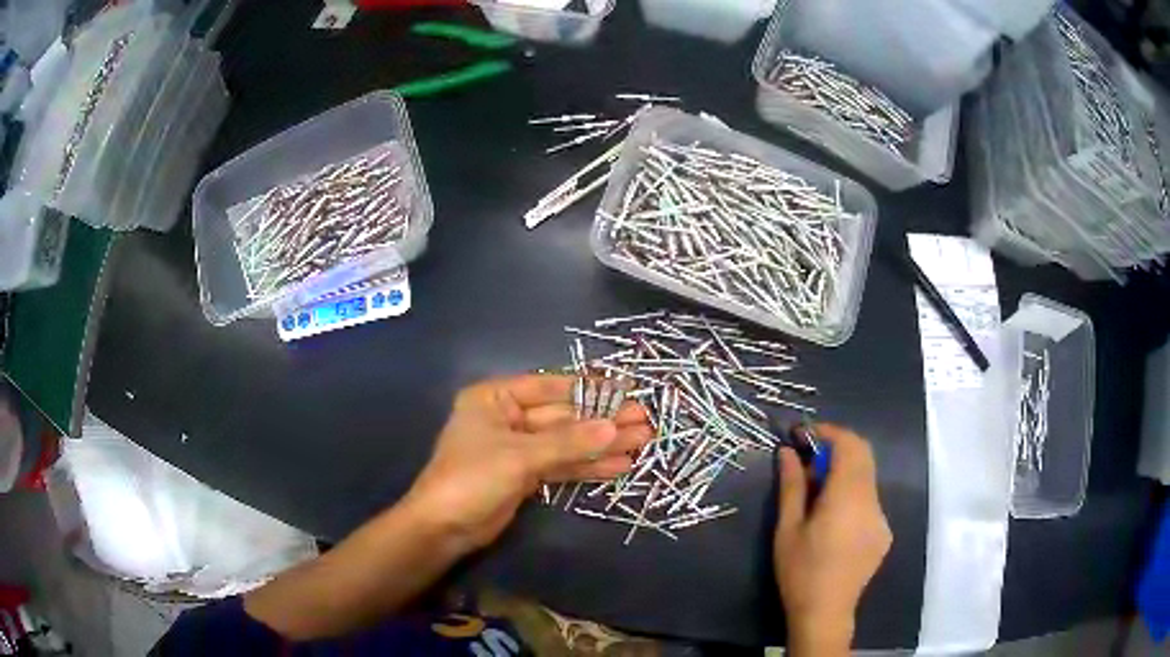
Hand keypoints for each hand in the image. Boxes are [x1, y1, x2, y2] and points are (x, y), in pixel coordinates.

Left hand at [404, 374, 651, 554]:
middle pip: (562, 417)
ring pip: (566, 443)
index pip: (549, 387)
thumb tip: (614, 427)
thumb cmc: (472, 478)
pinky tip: (618, 465)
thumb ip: (568, 442)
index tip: (625, 391)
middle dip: (602, 421)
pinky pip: (562, 465)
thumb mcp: (520, 456)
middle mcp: (507, 418)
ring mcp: (518, 448)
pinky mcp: (526, 475)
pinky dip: (588, 466)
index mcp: (495, 398)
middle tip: (644, 421)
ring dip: (601, 445)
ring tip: (642, 443)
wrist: (444, 528)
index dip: (588, 389)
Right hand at [773, 424, 891, 654]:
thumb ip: (791, 486)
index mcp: (847, 498)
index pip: (849, 445)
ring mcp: (881, 518)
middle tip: (809, 459)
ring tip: (817, 492)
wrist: (825, 613)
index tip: (804, 434)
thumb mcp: (787, 529)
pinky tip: (833, 519)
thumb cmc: (800, 572)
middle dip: (837, 447)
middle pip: (863, 455)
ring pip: (867, 477)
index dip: (828, 432)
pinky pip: (870, 499)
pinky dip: (853, 493)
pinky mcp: (884, 533)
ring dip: (845, 471)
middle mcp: (872, 501)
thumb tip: (788, 452)